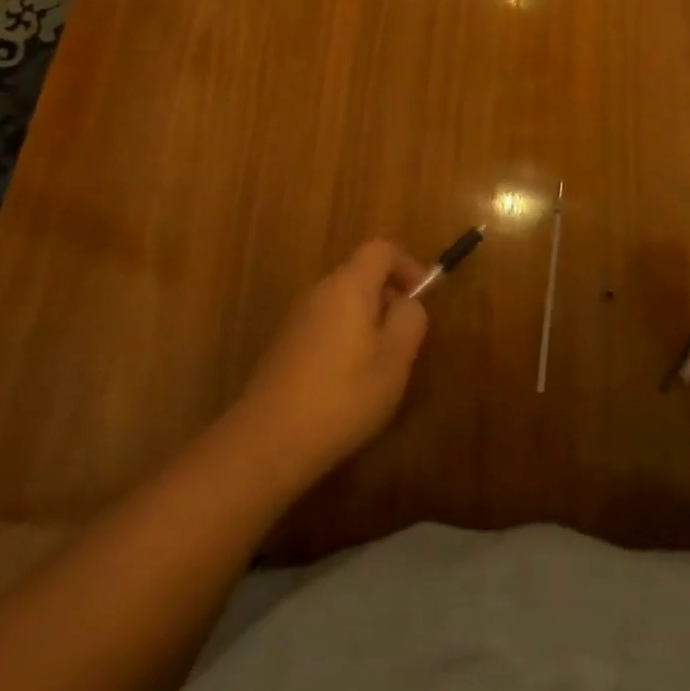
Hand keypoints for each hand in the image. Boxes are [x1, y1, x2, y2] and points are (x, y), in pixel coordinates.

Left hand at [230, 240, 430, 484]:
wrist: (267, 442)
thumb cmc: (342, 396)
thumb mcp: (394, 360)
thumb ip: (410, 320)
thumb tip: (407, 302)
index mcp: (349, 284)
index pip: (381, 249)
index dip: (407, 265)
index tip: (422, 297)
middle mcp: (320, 290)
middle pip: (361, 274)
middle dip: (388, 298)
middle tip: (404, 340)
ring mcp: (297, 316)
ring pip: (343, 302)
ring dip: (367, 322)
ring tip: (379, 366)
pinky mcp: (285, 344)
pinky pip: (325, 324)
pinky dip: (345, 339)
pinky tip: (347, 383)